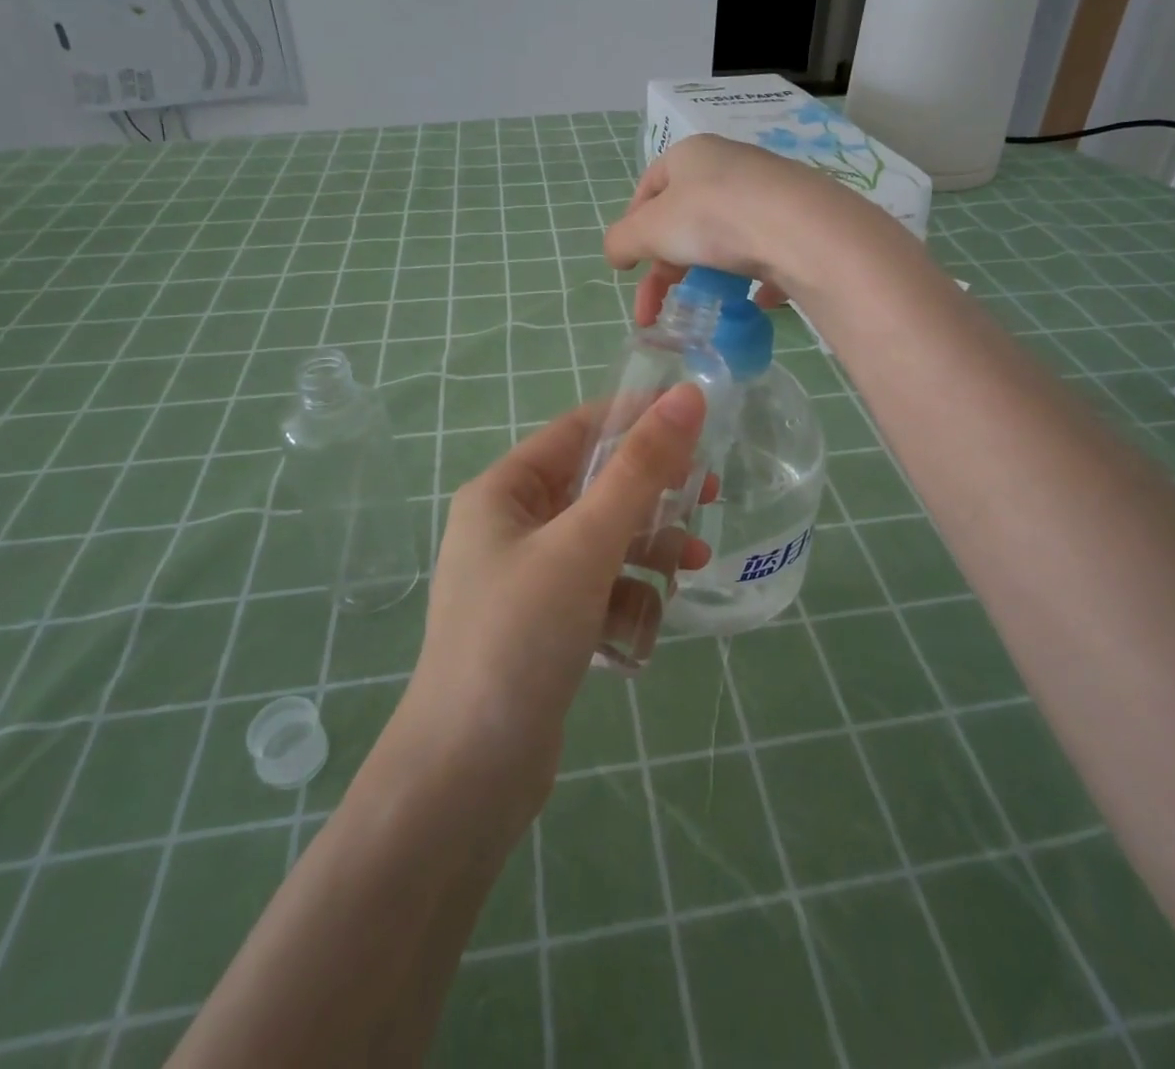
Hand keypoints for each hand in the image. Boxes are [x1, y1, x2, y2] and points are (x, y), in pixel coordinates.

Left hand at [396, 384, 712, 828]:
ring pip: (605, 542)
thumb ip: (640, 470)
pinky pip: (599, 591)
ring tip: (690, 572)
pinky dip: (627, 602)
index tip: (698, 423)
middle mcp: (510, 528)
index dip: (637, 420)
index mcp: (503, 492)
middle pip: (596, 488)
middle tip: (708, 498)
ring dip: (649, 553)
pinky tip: (642, 632)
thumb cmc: (520, 637)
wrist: (466, 777)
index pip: (578, 430)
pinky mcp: (545, 628)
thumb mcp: (586, 544)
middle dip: (652, 498)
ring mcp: (527, 580)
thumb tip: (688, 397)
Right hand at [603, 134, 870, 323]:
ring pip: (726, 236)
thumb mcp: (649, 230)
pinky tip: (754, 301)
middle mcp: (730, 166)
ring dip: (707, 273)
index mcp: (690, 155)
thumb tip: (617, 254)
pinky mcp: (798, 223)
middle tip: (656, 307)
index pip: (649, 186)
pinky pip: (767, 251)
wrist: (801, 230)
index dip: (633, 226)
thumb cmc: (712, 218)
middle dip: (665, 266)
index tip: (630, 264)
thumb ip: (622, 241)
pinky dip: (754, 278)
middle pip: (685, 218)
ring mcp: (768, 193)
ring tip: (705, 308)